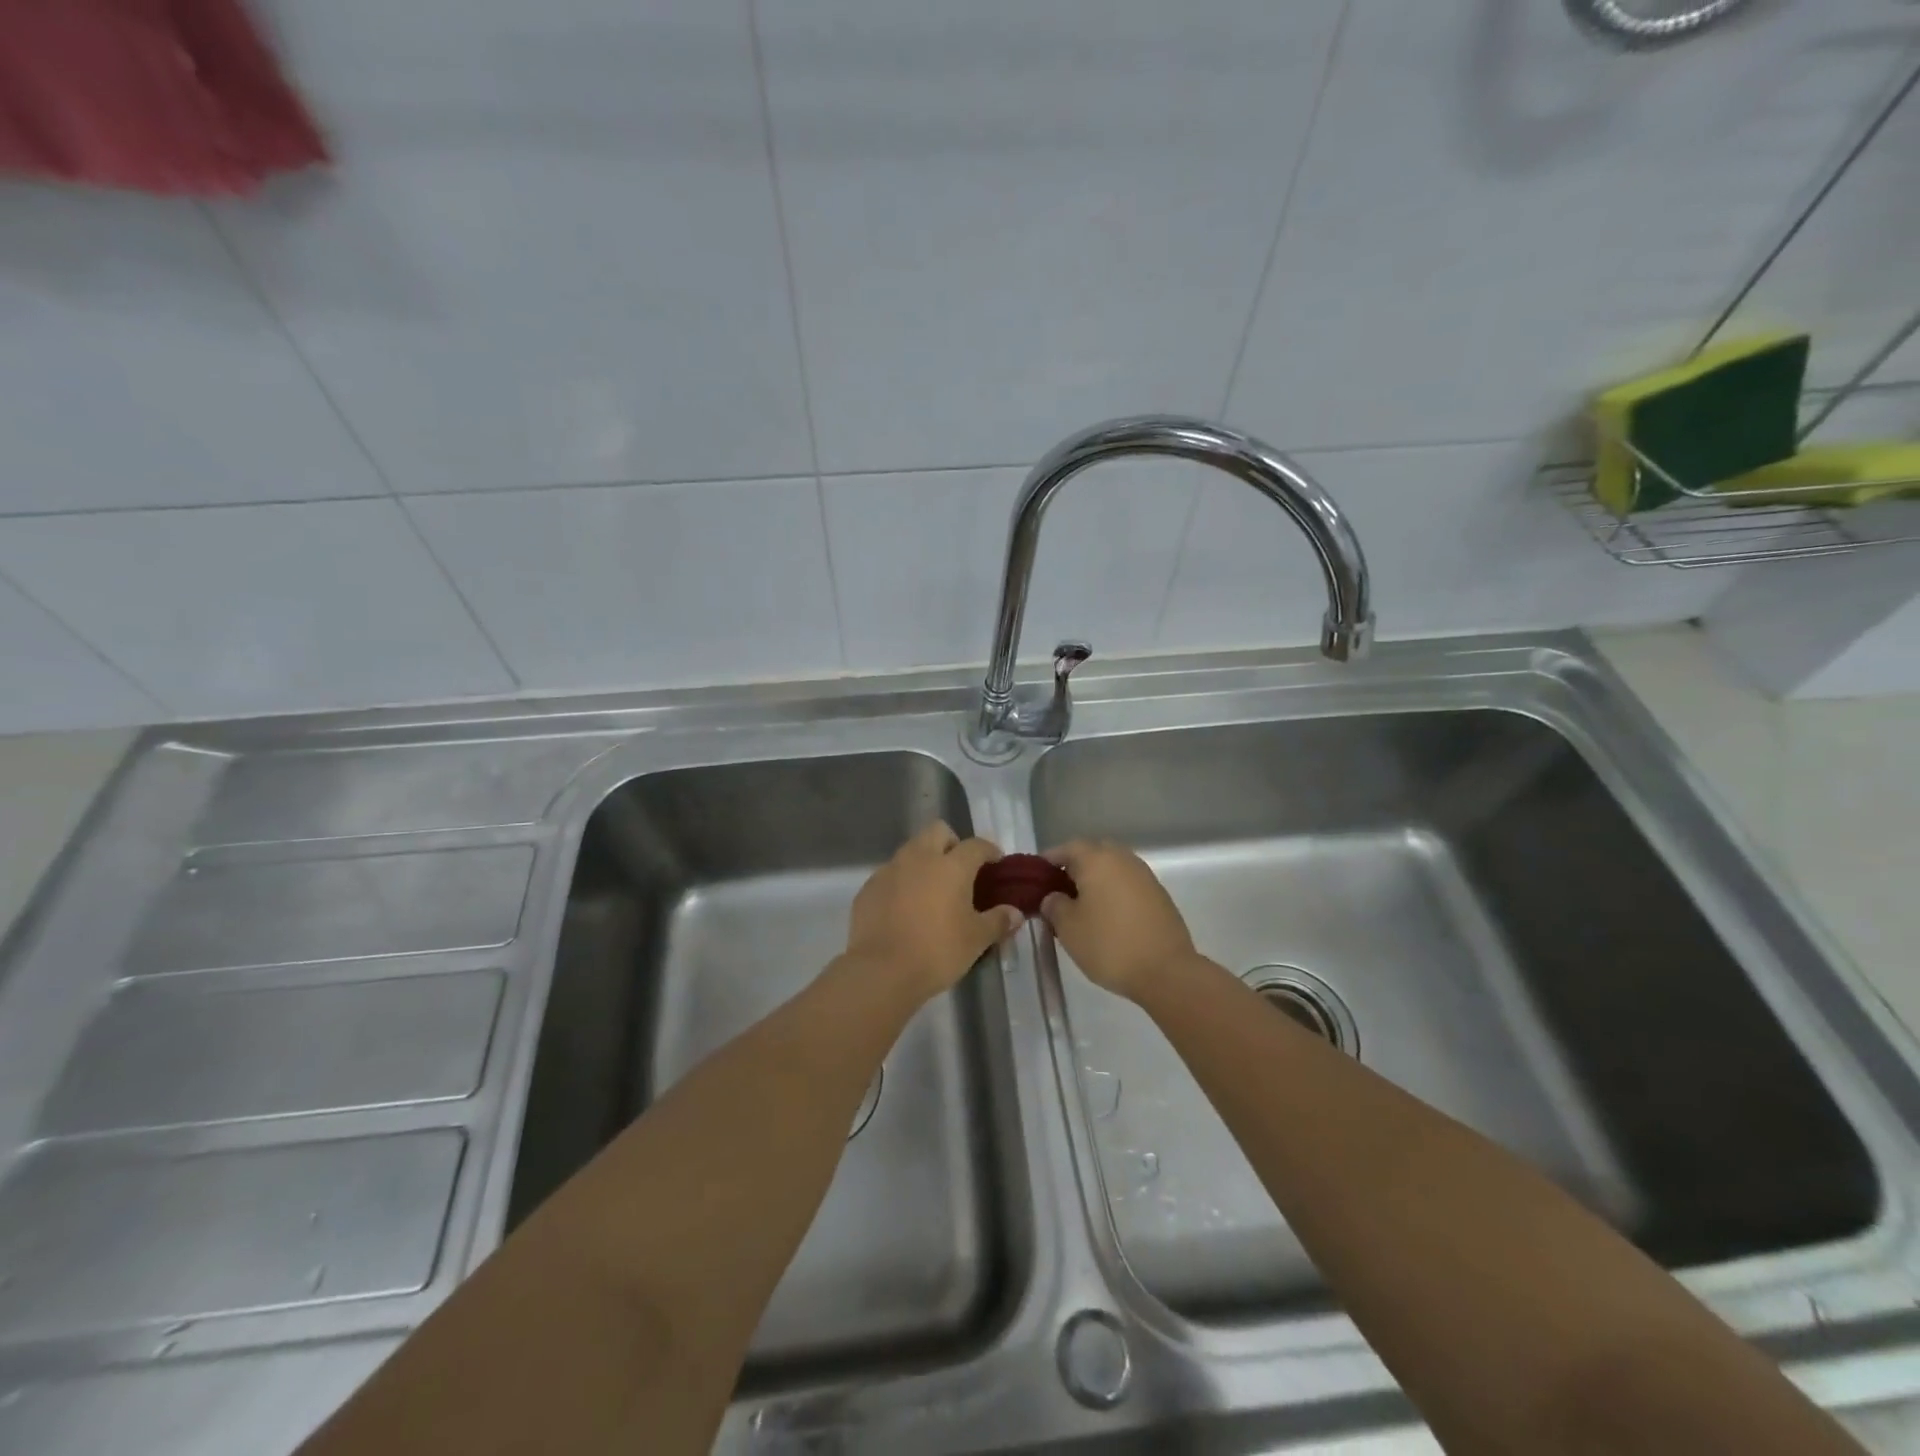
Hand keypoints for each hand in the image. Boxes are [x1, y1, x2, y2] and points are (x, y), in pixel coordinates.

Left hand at [844, 822, 1022, 1001]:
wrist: (880, 971)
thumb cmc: (937, 951)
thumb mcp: (976, 940)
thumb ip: (998, 921)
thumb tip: (1015, 913)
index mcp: (951, 866)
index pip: (976, 845)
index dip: (989, 850)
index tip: (995, 862)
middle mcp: (919, 858)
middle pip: (938, 831)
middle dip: (951, 843)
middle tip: (960, 870)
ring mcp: (890, 870)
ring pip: (911, 850)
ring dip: (924, 861)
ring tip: (931, 891)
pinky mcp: (868, 888)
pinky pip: (890, 874)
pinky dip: (901, 883)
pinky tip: (905, 908)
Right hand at [1042, 840, 1194, 1001]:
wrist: (1167, 971)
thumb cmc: (1109, 945)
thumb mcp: (1068, 928)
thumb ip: (1054, 905)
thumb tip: (1054, 897)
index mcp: (1097, 859)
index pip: (1067, 848)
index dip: (1049, 860)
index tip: (1037, 876)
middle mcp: (1122, 859)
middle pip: (1093, 853)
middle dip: (1074, 867)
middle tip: (1059, 890)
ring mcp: (1144, 876)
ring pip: (1113, 868)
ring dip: (1096, 880)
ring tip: (1082, 905)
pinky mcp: (1159, 895)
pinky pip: (1128, 884)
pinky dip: (1114, 892)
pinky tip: (1107, 916)